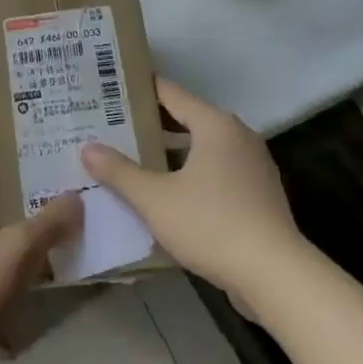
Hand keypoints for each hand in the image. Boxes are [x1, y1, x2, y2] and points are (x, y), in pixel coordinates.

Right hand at [81, 76, 301, 302]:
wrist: (275, 275)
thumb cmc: (211, 224)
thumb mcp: (155, 199)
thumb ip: (119, 172)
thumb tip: (87, 147)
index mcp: (215, 125)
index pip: (171, 93)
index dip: (141, 89)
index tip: (112, 88)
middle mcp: (238, 136)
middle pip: (188, 118)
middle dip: (152, 123)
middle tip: (114, 125)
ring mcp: (254, 165)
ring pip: (203, 147)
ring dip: (172, 151)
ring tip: (135, 157)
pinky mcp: (259, 193)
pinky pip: (218, 169)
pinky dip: (193, 171)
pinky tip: (169, 191)